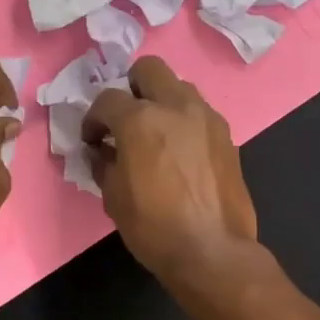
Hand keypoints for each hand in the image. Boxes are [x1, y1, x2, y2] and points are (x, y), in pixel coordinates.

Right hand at [81, 56, 258, 284]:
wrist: (212, 250)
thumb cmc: (154, 227)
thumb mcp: (113, 197)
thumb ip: (104, 163)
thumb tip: (102, 151)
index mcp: (140, 119)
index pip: (107, 100)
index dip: (93, 120)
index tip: (92, 141)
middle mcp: (176, 106)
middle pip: (149, 69)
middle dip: (131, 88)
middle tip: (125, 119)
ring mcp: (206, 118)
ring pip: (179, 87)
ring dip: (161, 101)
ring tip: (154, 135)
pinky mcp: (226, 135)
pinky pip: (199, 113)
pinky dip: (184, 121)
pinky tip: (179, 152)